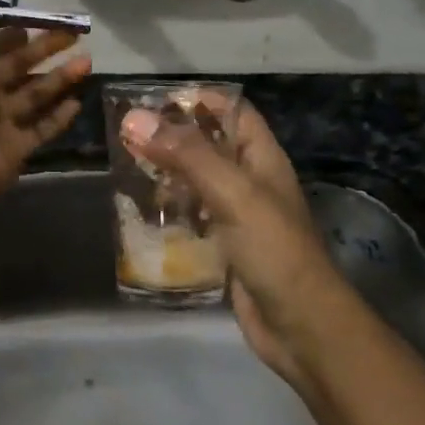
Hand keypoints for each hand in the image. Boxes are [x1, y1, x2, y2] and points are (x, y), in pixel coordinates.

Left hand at [0, 0, 92, 206]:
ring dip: (59, 79)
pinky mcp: (15, 147)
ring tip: (88, 63)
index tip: (35, 23)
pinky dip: (58, 117)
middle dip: (44, 51)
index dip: (11, 35)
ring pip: (33, 96)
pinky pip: (41, 129)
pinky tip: (78, 102)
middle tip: (75, 36)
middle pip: (17, 68)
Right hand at [120, 98, 353, 389]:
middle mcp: (250, 180)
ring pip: (196, 182)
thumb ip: (187, 155)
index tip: (153, 101)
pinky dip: (169, 211)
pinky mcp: (224, 246)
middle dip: (172, 137)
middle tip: (126, 135)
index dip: (198, 99)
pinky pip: (192, 217)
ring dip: (166, 173)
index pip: (232, 111)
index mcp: (262, 157)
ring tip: (125, 167)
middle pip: (209, 145)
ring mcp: (237, 215)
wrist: (300, 325)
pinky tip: (141, 212)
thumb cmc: (273, 249)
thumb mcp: (233, 193)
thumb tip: (135, 117)